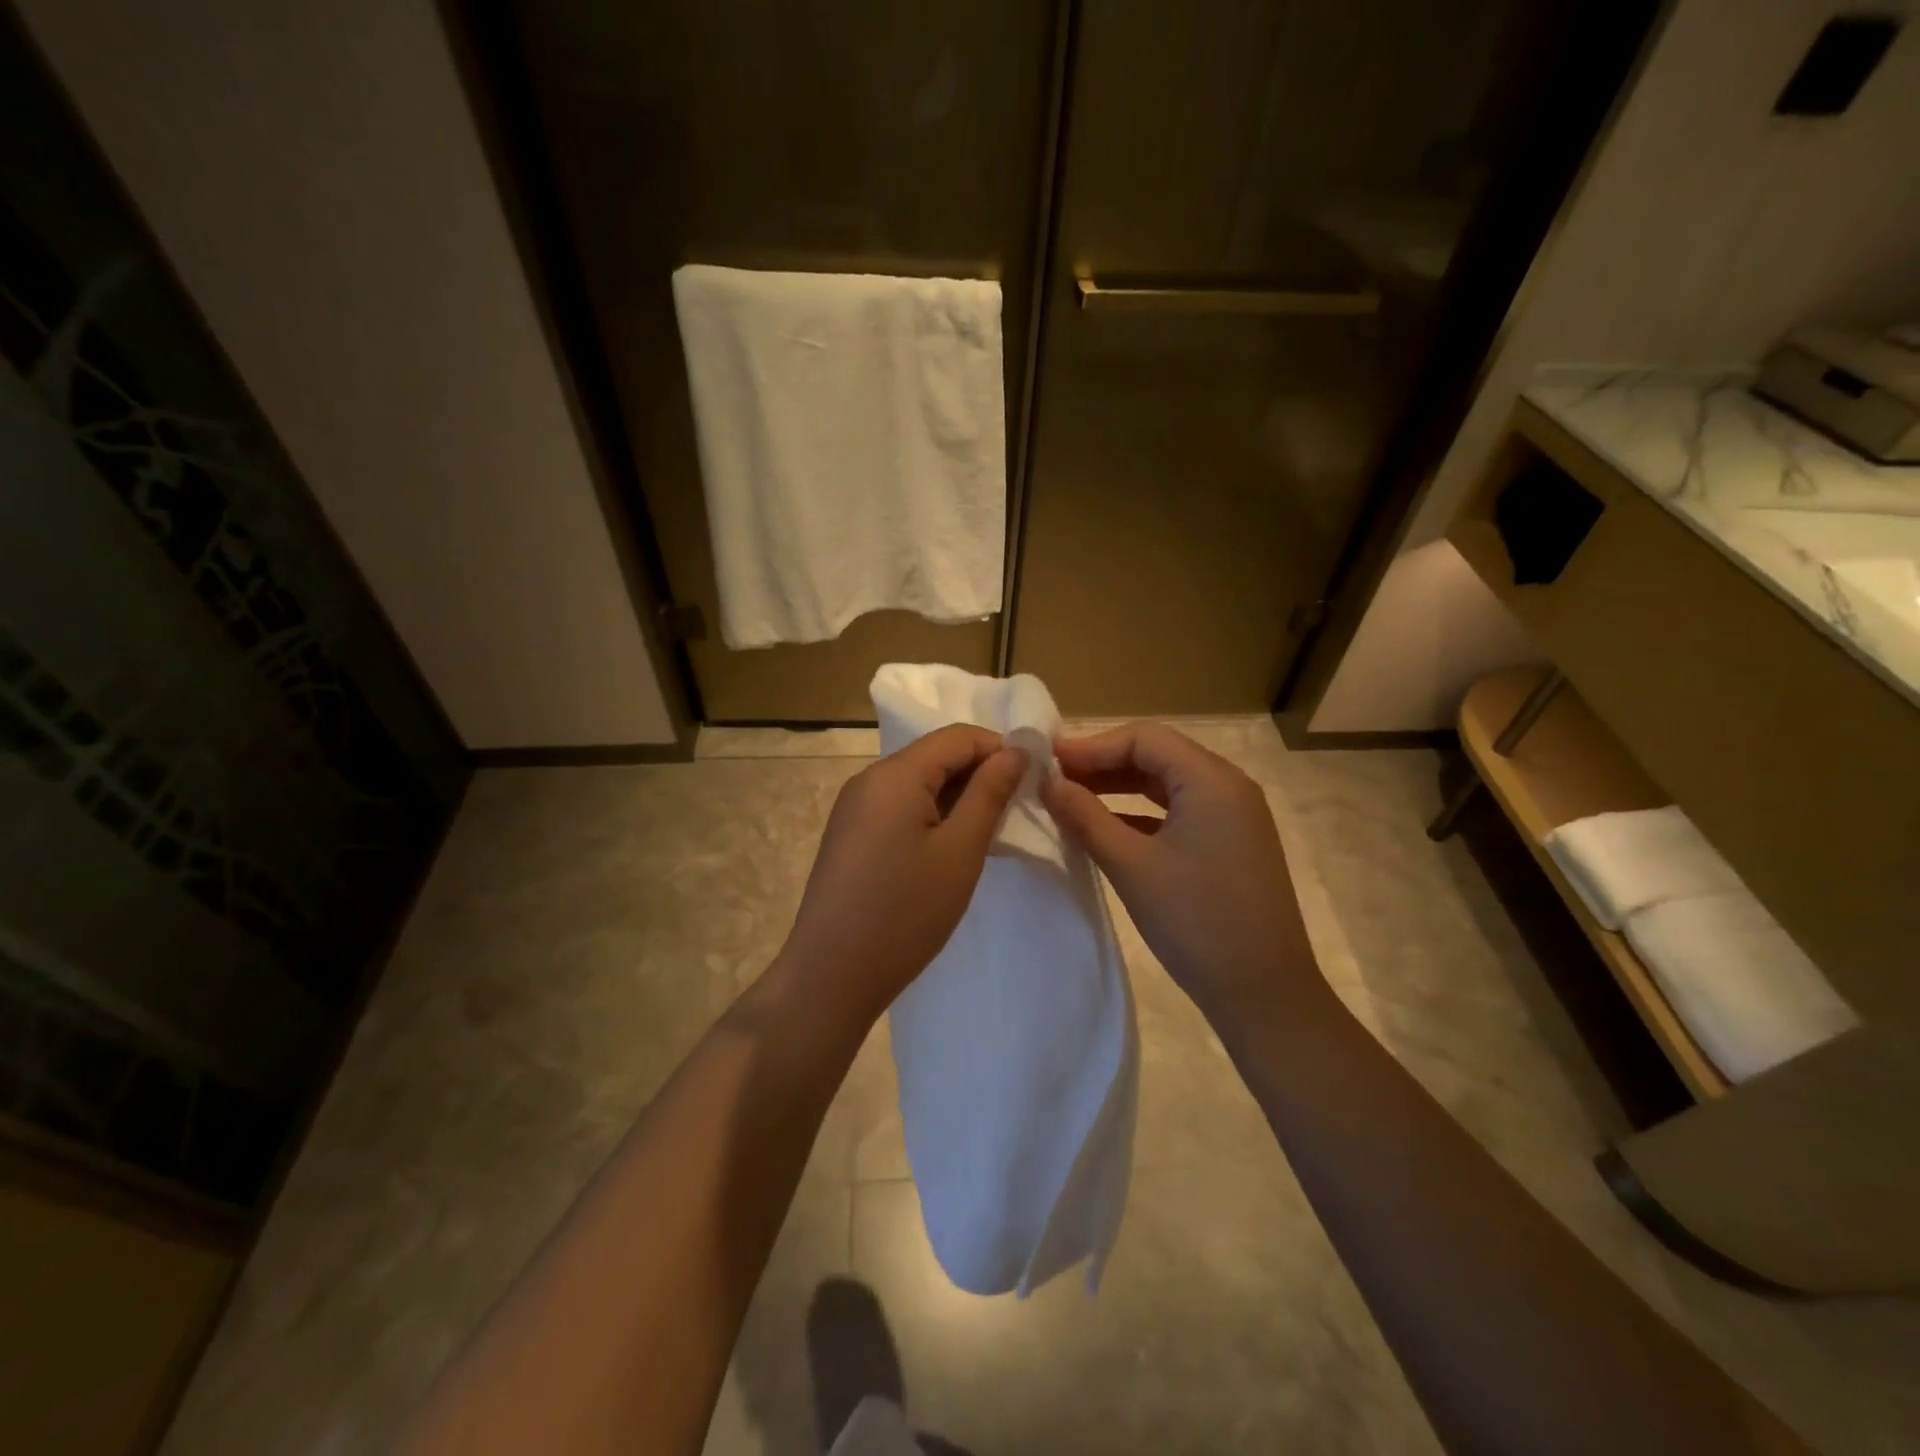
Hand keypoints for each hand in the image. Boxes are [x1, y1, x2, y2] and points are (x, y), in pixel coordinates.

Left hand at [780, 725, 1025, 1022]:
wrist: (831, 977)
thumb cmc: (904, 913)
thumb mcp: (960, 851)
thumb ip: (989, 793)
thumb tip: (1015, 751)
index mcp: (894, 774)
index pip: (957, 736)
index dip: (999, 749)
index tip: (1033, 781)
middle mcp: (868, 779)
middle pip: (935, 756)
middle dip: (979, 774)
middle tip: (1016, 811)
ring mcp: (854, 808)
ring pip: (917, 783)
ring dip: (957, 797)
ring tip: (988, 833)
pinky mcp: (850, 834)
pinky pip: (898, 807)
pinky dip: (931, 815)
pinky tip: (949, 849)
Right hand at [1041, 722, 1323, 1031]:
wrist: (1264, 994)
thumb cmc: (1195, 922)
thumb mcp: (1131, 866)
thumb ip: (1085, 817)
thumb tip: (1048, 783)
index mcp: (1211, 780)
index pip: (1144, 738)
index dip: (1092, 745)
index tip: (1048, 761)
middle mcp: (1228, 786)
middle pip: (1157, 755)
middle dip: (1103, 764)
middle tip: (1053, 779)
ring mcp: (1234, 816)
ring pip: (1167, 784)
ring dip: (1120, 788)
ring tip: (1072, 798)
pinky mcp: (1231, 843)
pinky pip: (1180, 811)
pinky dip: (1141, 813)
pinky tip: (1107, 828)